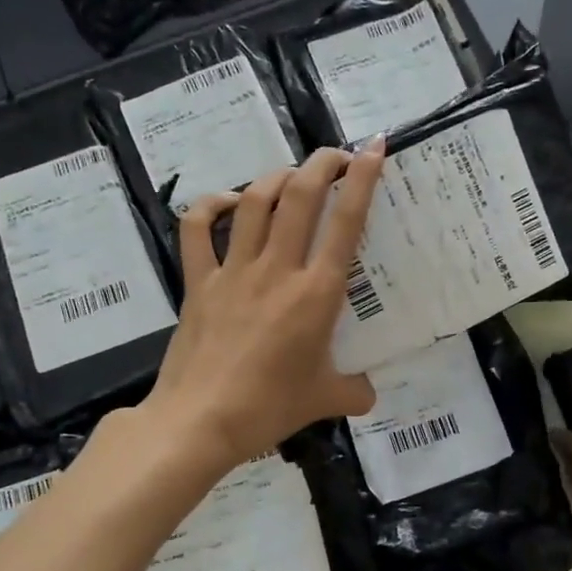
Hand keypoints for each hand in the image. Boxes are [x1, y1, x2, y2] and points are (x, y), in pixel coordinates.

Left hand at [141, 145, 384, 469]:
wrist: (200, 421)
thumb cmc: (269, 408)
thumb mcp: (324, 401)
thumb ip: (355, 390)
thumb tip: (369, 393)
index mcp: (317, 294)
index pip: (346, 223)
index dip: (363, 179)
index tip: (374, 149)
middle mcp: (277, 269)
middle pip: (300, 195)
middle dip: (322, 163)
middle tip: (337, 157)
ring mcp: (234, 271)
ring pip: (254, 202)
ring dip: (276, 177)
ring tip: (292, 176)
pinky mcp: (198, 281)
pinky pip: (198, 229)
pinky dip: (210, 206)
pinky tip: (224, 202)